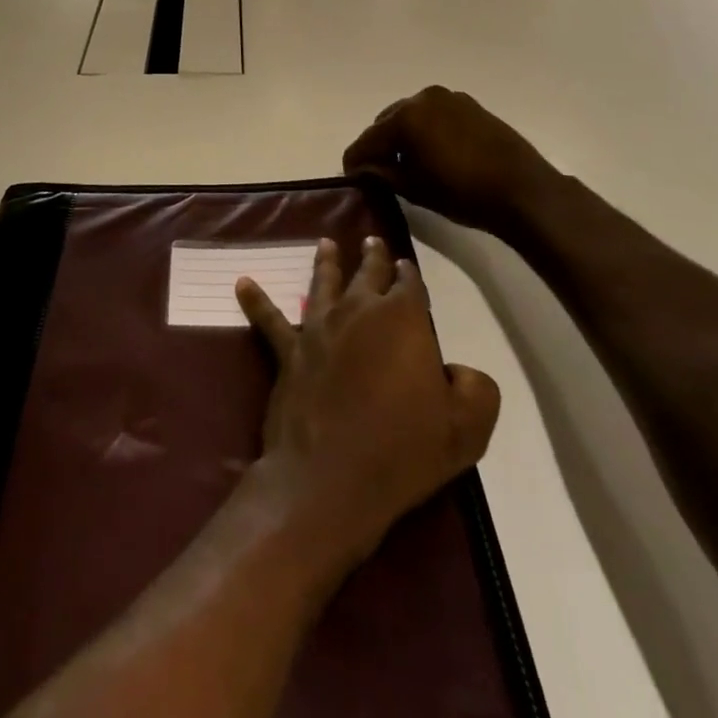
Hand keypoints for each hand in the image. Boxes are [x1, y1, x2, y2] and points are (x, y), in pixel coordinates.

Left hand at [234, 236, 499, 572]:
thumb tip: (457, 371)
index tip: (406, 265)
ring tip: (325, 243)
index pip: (409, 284)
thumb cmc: (405, 449)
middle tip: (372, 241)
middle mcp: (359, 311)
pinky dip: (255, 300)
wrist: (333, 475)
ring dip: (326, 262)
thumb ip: (475, 388)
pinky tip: (241, 283)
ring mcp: (320, 327)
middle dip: (373, 256)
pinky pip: (269, 319)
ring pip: (323, 283)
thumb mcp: (468, 427)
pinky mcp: (289, 350)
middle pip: (368, 274)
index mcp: (402, 319)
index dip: (409, 274)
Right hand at [342, 86, 552, 232]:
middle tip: (378, 170)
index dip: (355, 161)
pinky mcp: (469, 105)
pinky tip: (432, 153)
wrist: (524, 191)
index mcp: (405, 117)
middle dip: (379, 145)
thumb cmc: (463, 193)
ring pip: (411, 116)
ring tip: (406, 162)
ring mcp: (448, 98)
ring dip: (402, 136)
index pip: (367, 139)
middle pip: (386, 122)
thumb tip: (361, 169)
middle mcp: (422, 98)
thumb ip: (382, 174)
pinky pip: (434, 115)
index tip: (351, 177)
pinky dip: (425, 130)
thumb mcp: (414, 188)